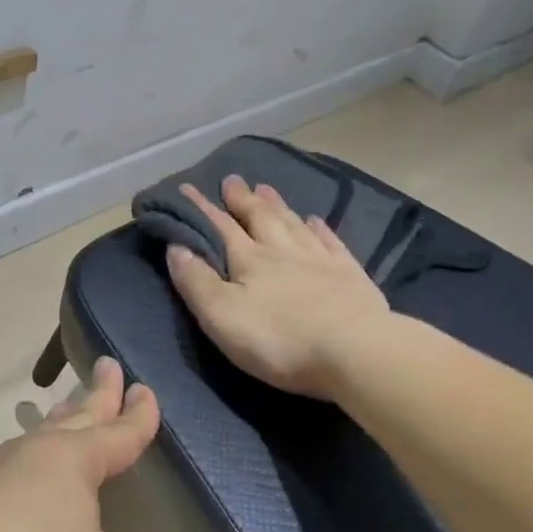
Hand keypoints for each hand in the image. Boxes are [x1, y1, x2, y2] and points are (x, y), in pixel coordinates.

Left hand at [0, 358, 166, 531]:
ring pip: (34, 437)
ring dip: (56, 422)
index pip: (117, 433)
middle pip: (74, 417)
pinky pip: (2, 469)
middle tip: (108, 365)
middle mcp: (30, 455)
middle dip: (97, 393)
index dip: (137, 415)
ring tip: (66, 413)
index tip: (145, 389)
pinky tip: (15, 482)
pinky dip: (21, 464)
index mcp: (72, 463)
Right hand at [166, 176, 390, 399]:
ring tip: (266, 189)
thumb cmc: (280, 340)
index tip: (187, 187)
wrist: (355, 351)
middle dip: (243, 200)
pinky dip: (319, 228)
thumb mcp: (222, 317)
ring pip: (293, 224)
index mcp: (249, 260)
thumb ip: (197, 282)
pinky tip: (315, 220)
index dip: (201, 208)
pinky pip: (330, 242)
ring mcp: (320, 260)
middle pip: (260, 218)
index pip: (220, 227)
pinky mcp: (350, 276)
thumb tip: (176, 246)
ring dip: (277, 206)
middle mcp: (283, 251)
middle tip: (233, 181)